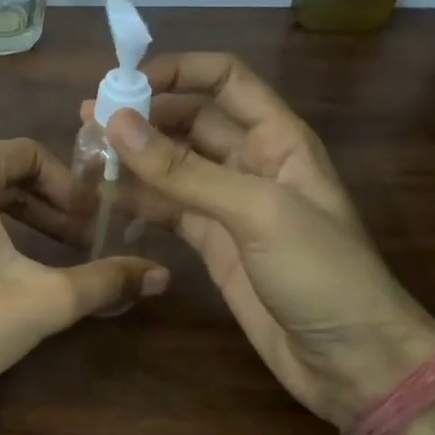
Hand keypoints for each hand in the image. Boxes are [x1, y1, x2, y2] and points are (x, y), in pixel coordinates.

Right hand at [89, 53, 434, 423]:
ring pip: (172, 165)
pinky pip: (166, 208)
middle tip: (88, 121)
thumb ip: (183, 171)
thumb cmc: (321, 273)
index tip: (123, 84)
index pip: (224, 80)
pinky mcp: (210, 242)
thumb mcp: (255, 211)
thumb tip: (116, 122)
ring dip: (132, 157)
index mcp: (277, 138)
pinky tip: (102, 198)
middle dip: (143, 115)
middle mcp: (250, 161)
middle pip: (189, 120)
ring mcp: (228, 204)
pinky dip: (136, 200)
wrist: (351, 362)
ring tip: (83, 155)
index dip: (177, 72)